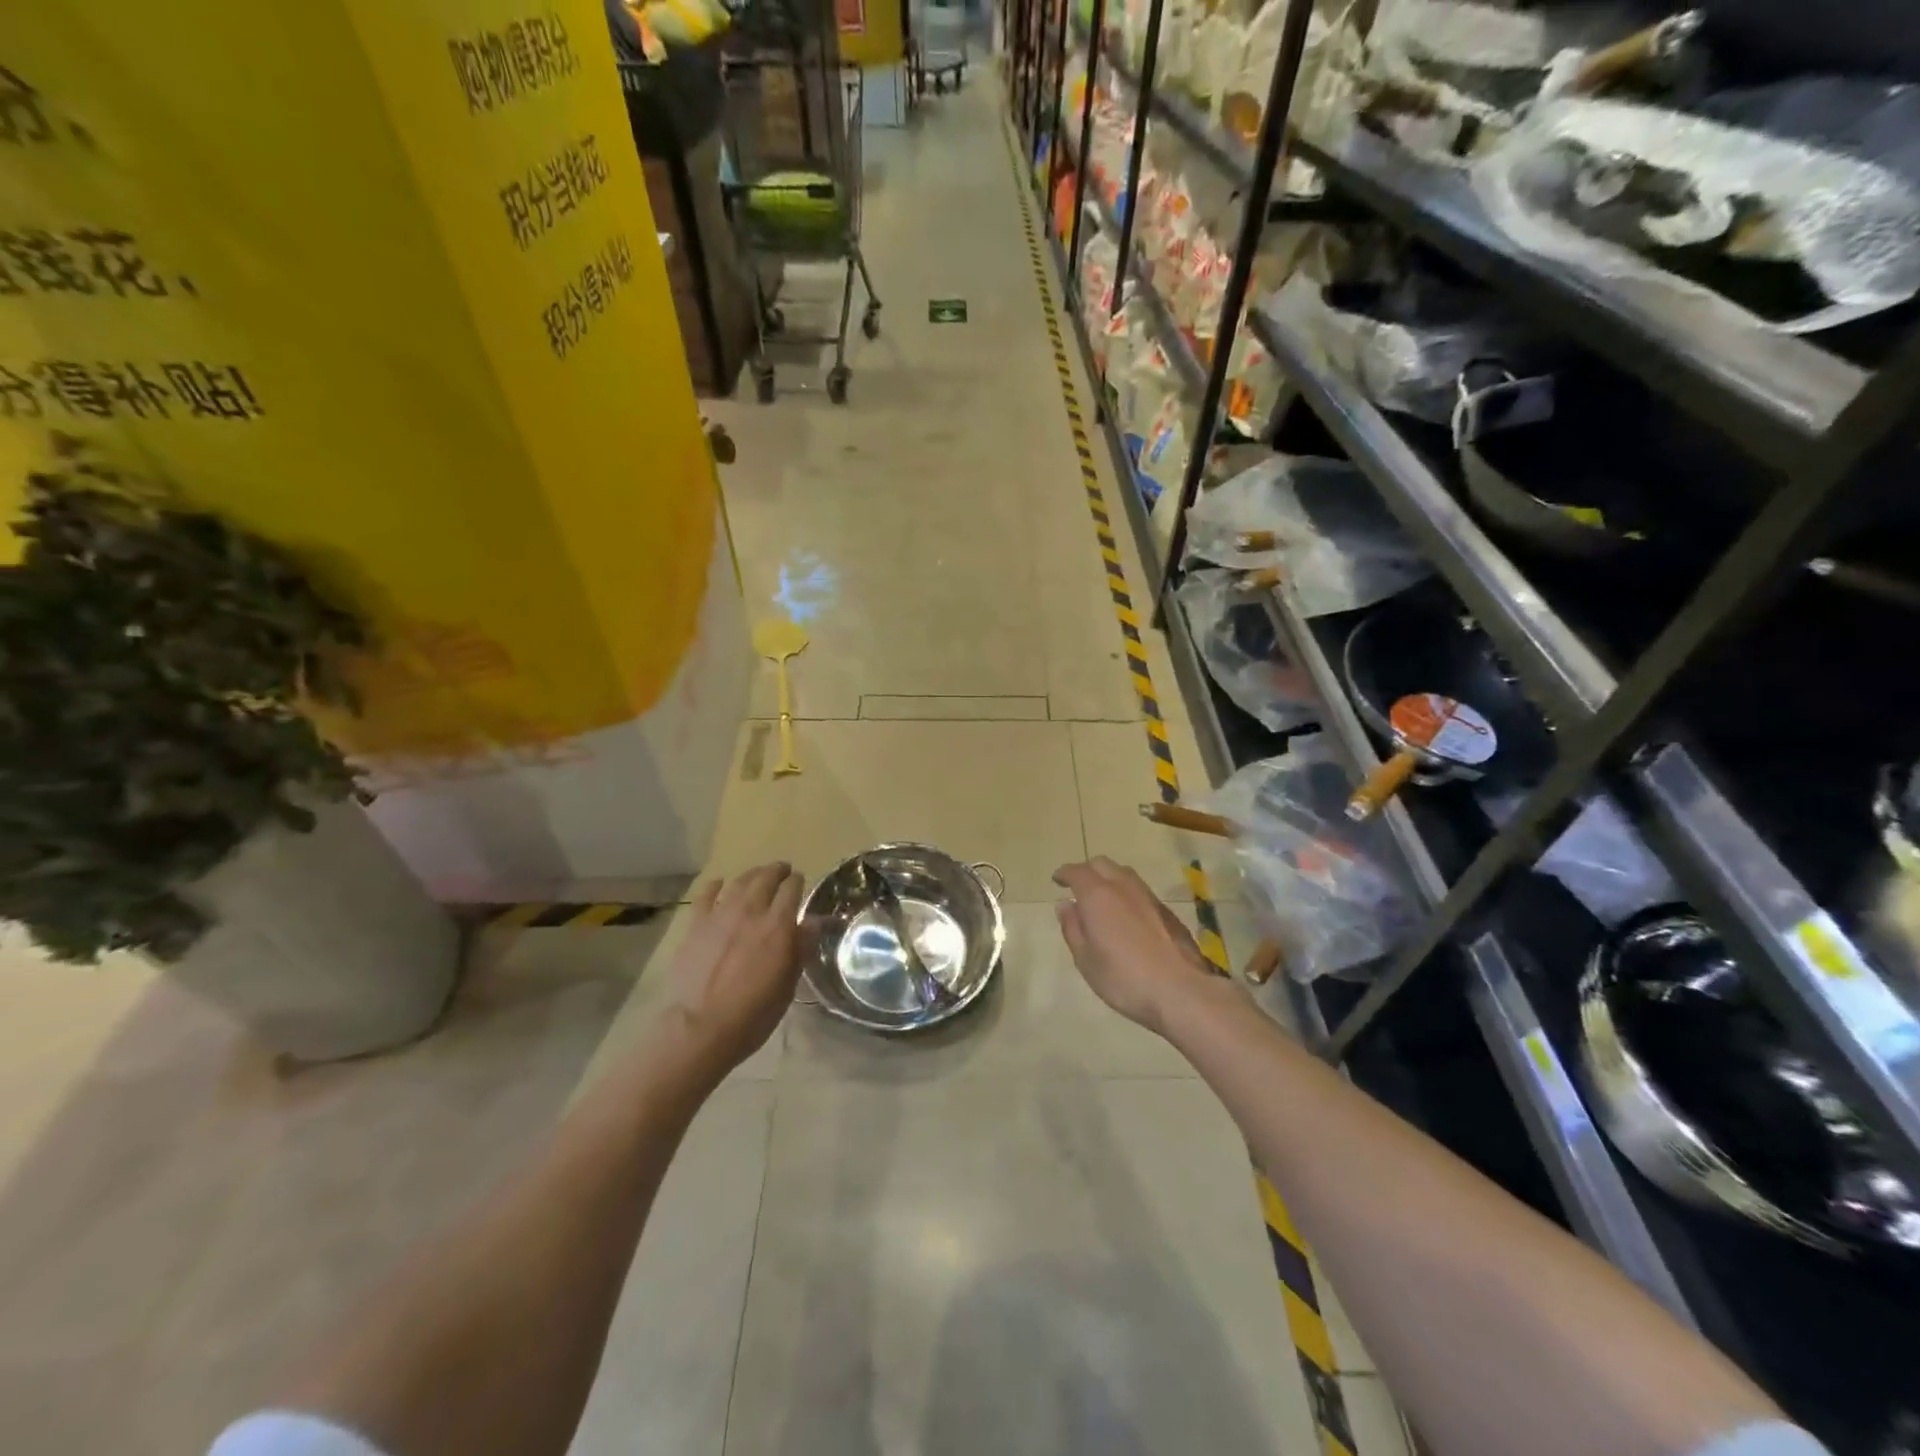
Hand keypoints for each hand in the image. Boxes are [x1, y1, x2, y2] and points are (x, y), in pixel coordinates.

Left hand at [662, 863, 804, 1075]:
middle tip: (782, 871)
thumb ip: (800, 948)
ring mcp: (720, 915)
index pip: (792, 889)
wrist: (700, 1028)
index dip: (798, 881)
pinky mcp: (695, 925)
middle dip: (777, 871)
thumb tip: (814, 922)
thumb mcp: (788, 984)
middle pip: (766, 878)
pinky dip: (715, 886)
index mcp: (778, 925)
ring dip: (751, 874)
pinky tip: (719, 884)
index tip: (800, 881)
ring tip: (757, 875)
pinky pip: (706, 895)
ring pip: (739, 882)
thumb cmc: (753, 1013)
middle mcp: (750, 911)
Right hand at [1053, 856, 1214, 1035]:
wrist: (1180, 991)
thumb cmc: (1123, 978)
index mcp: (1098, 895)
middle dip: (1087, 871)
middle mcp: (1123, 887)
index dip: (1064, 873)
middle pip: (1102, 864)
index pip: (1077, 872)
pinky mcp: (1167, 911)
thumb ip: (1072, 928)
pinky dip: (1126, 893)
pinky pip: (1140, 890)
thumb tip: (1065, 905)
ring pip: (1124, 874)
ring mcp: (1149, 897)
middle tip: (1077, 888)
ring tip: (1102, 898)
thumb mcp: (1085, 959)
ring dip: (1109, 879)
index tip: (1057, 880)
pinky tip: (1126, 914)